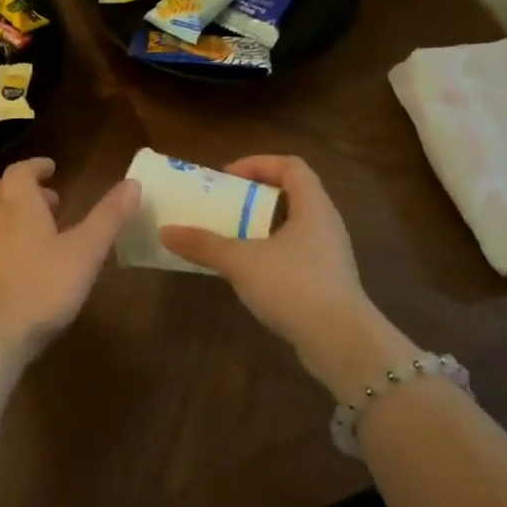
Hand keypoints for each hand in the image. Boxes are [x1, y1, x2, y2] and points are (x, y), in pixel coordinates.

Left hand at [0, 158, 140, 367]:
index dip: (36, 166)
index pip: (20, 171)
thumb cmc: (41, 288)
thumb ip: (108, 217)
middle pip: (1, 191)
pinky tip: (22, 267)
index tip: (52, 168)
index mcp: (19, 207)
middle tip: (50, 198)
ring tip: (41, 233)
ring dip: (13, 216)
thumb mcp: (85, 252)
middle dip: (24, 188)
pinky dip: (5, 243)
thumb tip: (133, 182)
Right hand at [159, 156, 415, 398]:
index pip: (291, 165)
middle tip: (224, 204)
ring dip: (261, 226)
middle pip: (292, 193)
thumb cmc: (294, 286)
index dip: (258, 163)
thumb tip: (165, 231)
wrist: (341, 343)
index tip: (227, 177)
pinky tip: (248, 271)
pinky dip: (270, 252)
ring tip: (230, 236)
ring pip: (293, 226)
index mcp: (313, 206)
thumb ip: (204, 244)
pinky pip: (295, 253)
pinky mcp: (327, 282)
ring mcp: (329, 255)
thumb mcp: (241, 261)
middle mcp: (326, 224)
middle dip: (255, 195)